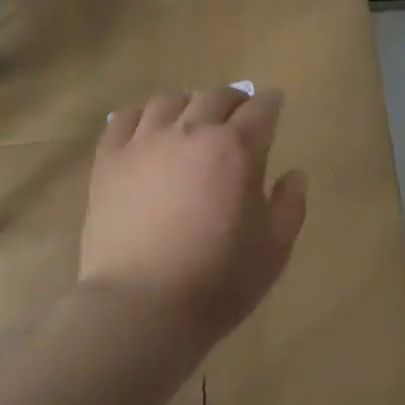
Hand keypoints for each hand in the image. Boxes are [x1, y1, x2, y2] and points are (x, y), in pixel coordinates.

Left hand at [78, 87, 307, 349]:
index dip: (271, 103)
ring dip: (189, 104)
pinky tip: (149, 128)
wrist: (140, 308)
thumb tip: (294, 174)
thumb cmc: (217, 281)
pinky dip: (144, 114)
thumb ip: (290, 205)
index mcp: (236, 149)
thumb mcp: (274, 250)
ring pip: (170, 100)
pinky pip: (126, 118)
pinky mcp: (109, 160)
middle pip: (216, 96)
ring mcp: (145, 142)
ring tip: (191, 120)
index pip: (261, 109)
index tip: (274, 104)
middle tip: (239, 114)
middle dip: (234, 101)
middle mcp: (192, 132)